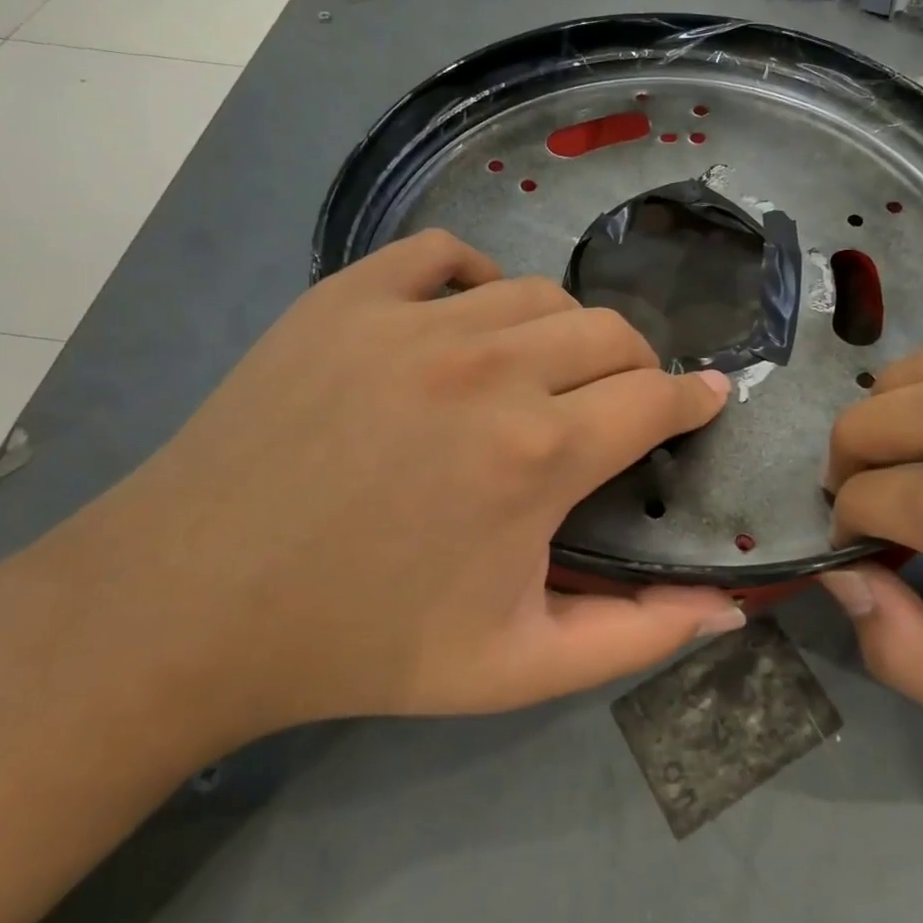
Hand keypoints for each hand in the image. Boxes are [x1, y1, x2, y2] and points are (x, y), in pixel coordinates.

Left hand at [65, 230, 742, 738]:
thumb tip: (728, 608)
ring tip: (546, 371)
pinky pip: (442, 254)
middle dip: (637, 368)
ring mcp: (412, 319)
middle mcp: (489, 367)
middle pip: (610, 333)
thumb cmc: (364, 642)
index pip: (655, 398)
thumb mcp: (515, 668)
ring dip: (564, 332)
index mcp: (537, 453)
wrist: (194, 604)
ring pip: (537, 293)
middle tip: (620, 404)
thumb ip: (636, 636)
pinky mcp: (347, 297)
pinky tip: (469, 319)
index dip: (694, 400)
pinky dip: (475, 277)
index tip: (707, 401)